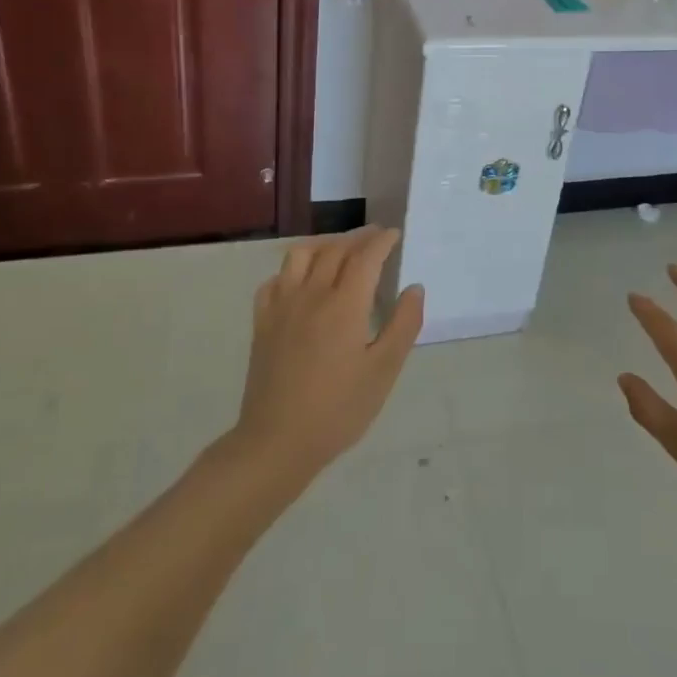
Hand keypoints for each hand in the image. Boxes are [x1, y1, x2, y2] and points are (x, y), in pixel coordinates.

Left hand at [232, 227, 424, 483]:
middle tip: (375, 237)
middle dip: (357, 238)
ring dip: (323, 244)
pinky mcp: (262, 323)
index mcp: (344, 305)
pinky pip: (274, 280)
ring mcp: (281, 306)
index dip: (381, 241)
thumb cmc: (338, 410)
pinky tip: (301, 281)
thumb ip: (403, 325)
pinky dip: (291, 270)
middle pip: (334, 250)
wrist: (276, 442)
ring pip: (300, 255)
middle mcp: (311, 294)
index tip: (394, 234)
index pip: (365, 257)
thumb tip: (414, 288)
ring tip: (339, 250)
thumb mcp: (383, 371)